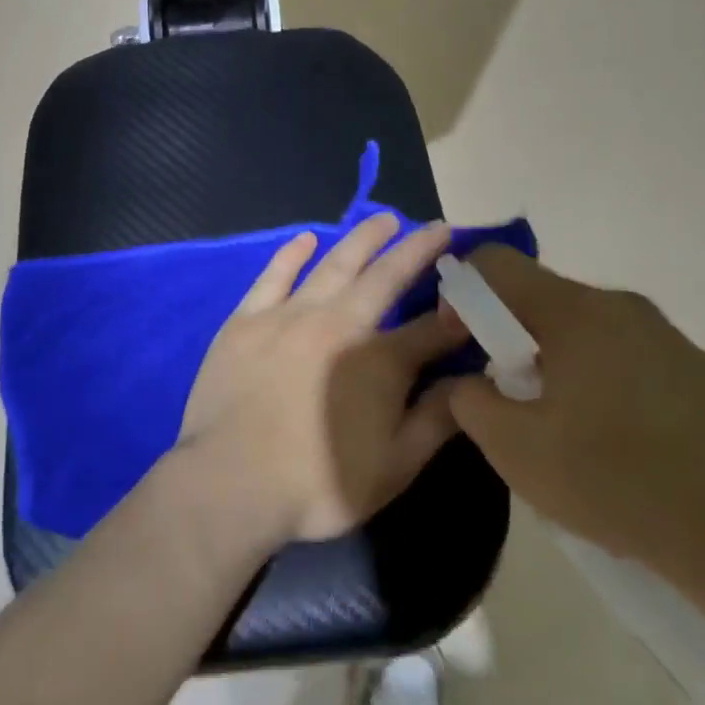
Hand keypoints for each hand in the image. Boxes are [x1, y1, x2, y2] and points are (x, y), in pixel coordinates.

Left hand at [175, 213, 469, 543]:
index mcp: (378, 360)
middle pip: (384, 277)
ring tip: (383, 220)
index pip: (430, 328)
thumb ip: (435, 419)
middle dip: (413, 249)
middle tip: (432, 226)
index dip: (457, 310)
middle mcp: (337, 323)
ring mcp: (288, 315)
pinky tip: (306, 239)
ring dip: (361, 239)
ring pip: (333, 265)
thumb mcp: (394, 466)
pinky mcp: (246, 320)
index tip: (474, 291)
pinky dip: (292, 254)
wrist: (229, 482)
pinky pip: (274, 276)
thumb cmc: (318, 485)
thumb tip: (470, 380)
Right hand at [432, 246, 704, 589]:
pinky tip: (609, 439)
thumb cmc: (618, 482)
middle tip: (507, 395)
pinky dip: (594, 376)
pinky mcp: (694, 369)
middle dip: (507, 334)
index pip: (496, 263)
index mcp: (576, 312)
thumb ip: (470, 402)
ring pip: (581, 326)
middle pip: (540, 295)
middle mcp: (621, 307)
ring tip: (558, 424)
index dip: (460, 291)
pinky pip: (621, 352)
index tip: (461, 342)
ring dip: (551, 359)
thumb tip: (470, 382)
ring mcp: (665, 336)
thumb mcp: (515, 450)